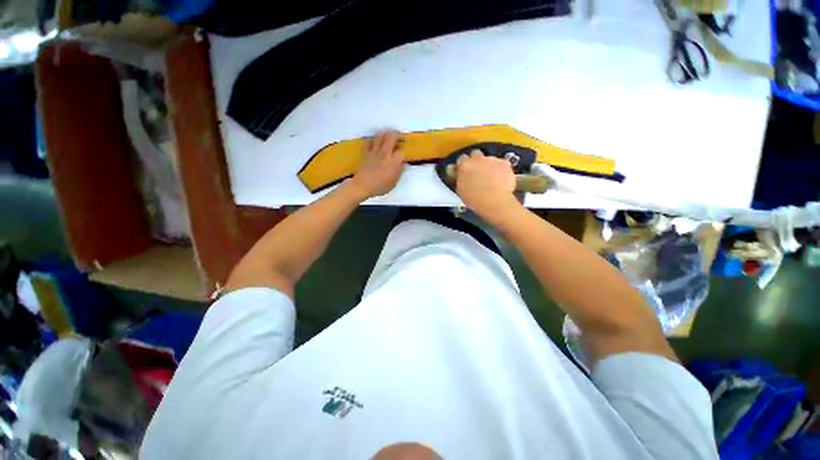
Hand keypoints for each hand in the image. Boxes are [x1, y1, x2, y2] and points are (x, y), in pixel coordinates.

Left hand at [349, 129, 404, 198]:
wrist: (363, 186)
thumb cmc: (380, 187)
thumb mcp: (394, 182)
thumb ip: (399, 171)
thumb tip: (402, 163)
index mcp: (394, 162)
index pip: (401, 151)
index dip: (403, 151)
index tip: (403, 153)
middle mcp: (385, 153)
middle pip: (391, 136)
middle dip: (396, 134)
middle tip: (398, 137)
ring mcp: (374, 151)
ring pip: (380, 135)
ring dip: (385, 133)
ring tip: (388, 136)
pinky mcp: (366, 151)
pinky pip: (370, 141)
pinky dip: (373, 140)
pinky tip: (375, 142)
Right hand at [455, 150, 518, 221]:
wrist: (494, 201)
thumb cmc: (474, 199)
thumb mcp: (461, 190)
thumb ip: (461, 179)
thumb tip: (463, 177)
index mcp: (464, 165)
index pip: (461, 159)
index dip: (463, 165)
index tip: (465, 171)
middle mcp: (477, 159)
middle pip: (475, 153)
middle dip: (476, 160)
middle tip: (478, 172)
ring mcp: (492, 159)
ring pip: (490, 159)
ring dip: (489, 165)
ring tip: (492, 178)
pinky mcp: (505, 163)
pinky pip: (502, 164)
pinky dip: (501, 170)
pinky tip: (501, 179)